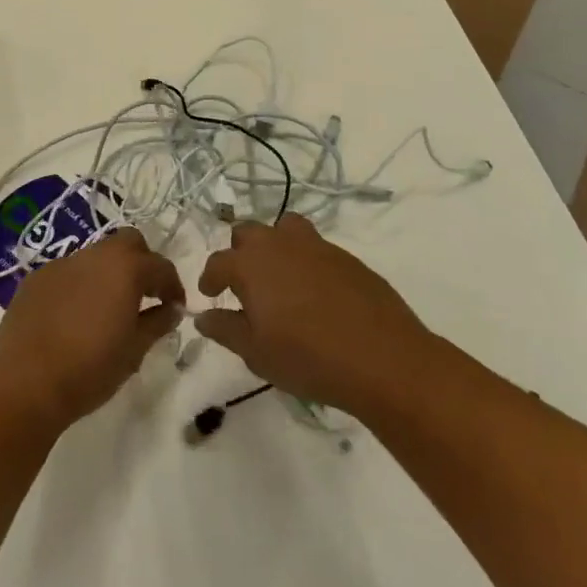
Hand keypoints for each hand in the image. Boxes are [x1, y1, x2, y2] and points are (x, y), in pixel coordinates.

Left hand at [0, 229, 185, 433]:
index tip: (175, 307)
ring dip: (108, 273)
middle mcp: (94, 255)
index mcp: (125, 268)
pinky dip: (79, 285)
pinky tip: (73, 316)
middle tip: (144, 296)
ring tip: (107, 308)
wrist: (24, 384)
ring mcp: (60, 264)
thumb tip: (172, 309)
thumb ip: (157, 323)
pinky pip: (67, 273)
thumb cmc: (89, 369)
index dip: (173, 286)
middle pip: (128, 243)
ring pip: (95, 256)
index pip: (160, 266)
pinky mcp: (35, 279)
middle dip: (141, 263)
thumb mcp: (134, 351)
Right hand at [195, 214, 435, 415]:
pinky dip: (305, 259)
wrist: (382, 358)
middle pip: (248, 232)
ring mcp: (316, 245)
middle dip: (239, 252)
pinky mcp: (345, 256)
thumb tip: (203, 316)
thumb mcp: (256, 353)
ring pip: (284, 228)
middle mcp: (279, 244)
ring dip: (274, 244)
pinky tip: (314, 291)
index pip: (219, 262)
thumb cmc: (308, 358)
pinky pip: (315, 246)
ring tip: (278, 275)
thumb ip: (226, 330)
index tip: (210, 294)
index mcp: (251, 265)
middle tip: (243, 283)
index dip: (210, 278)